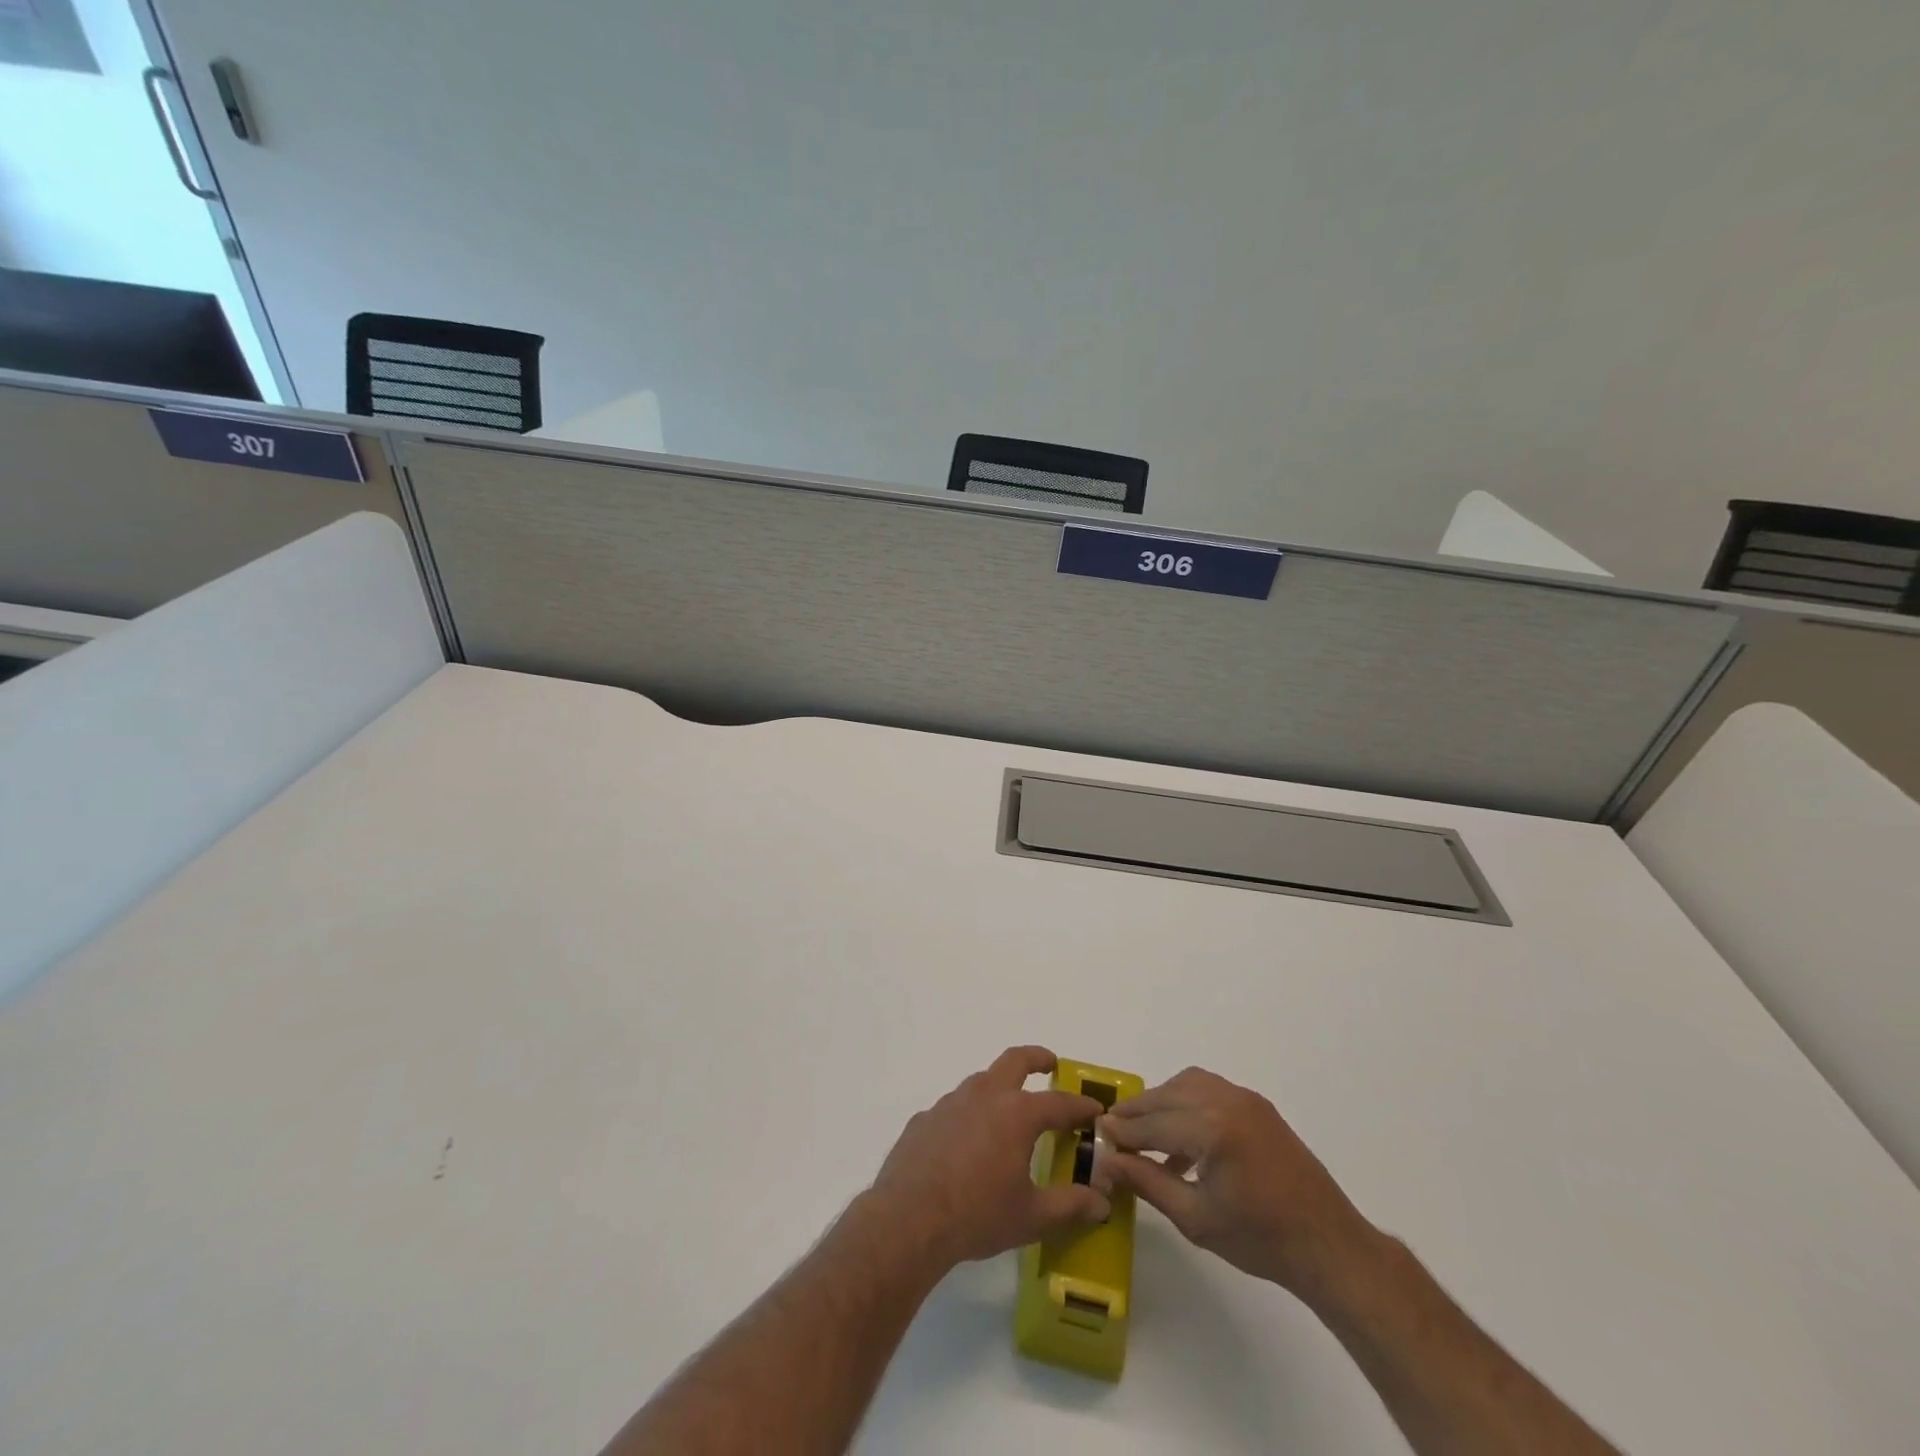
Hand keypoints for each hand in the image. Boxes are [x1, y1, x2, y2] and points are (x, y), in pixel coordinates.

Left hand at [867, 1046, 1110, 1272]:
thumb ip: (1070, 1206)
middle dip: (1036, 1058)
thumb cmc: (978, 1214)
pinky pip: (954, 1108)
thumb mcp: (1032, 1217)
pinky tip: (966, 1144)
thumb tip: (1102, 1203)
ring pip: (981, 1081)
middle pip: (1015, 1061)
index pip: (1059, 1103)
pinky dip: (969, 1116)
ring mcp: (950, 1103)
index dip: (1080, 1106)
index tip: (1096, 1109)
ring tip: (1008, 1112)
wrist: (908, 1219)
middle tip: (1050, 1064)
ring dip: (999, 1087)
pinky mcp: (925, 1119)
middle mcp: (984, 1096)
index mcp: (1016, 1113)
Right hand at [1097, 1066, 1375, 1296]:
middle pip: (1166, 1095)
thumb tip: (1107, 1162)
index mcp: (1212, 1128)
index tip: (1097, 1135)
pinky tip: (1180, 1139)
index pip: (1153, 1124)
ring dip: (1161, 1102)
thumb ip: (1147, 1182)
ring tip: (1143, 1131)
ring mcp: (1245, 1099)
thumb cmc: (1260, 1239)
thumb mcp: (1195, 1218)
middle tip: (1113, 1130)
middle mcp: (1227, 1101)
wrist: (1328, 1245)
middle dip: (1137, 1111)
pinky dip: (1186, 1103)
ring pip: (1187, 1084)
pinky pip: (1209, 1090)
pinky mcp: (1257, 1106)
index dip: (1122, 1131)